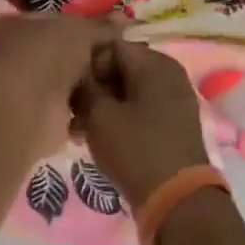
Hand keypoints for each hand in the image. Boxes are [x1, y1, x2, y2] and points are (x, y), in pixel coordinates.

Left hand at [0, 13, 117, 159]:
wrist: (29, 109)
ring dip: (92, 84)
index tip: (117, 35)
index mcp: (15, 24)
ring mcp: (27, 88)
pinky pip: (72, 107)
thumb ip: (103, 28)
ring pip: (70, 81)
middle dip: (94, 58)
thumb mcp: (81, 31)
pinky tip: (108, 105)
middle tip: (123, 59)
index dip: (89, 27)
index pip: (59, 21)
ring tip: (120, 83)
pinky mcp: (40, 117)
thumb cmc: (47, 56)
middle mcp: (17, 55)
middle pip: (66, 53)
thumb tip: (125, 22)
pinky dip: (87, 108)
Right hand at [75, 41, 211, 209]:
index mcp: (155, 63)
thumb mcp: (100, 116)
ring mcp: (174, 99)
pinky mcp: (173, 123)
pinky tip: (98, 138)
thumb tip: (78, 74)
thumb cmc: (135, 150)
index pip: (110, 46)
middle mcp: (169, 74)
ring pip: (128, 92)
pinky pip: (140, 110)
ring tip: (79, 130)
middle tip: (70, 112)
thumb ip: (85, 87)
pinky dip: (120, 119)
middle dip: (93, 88)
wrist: (176, 199)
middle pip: (121, 68)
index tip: (68, 89)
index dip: (85, 65)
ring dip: (103, 106)